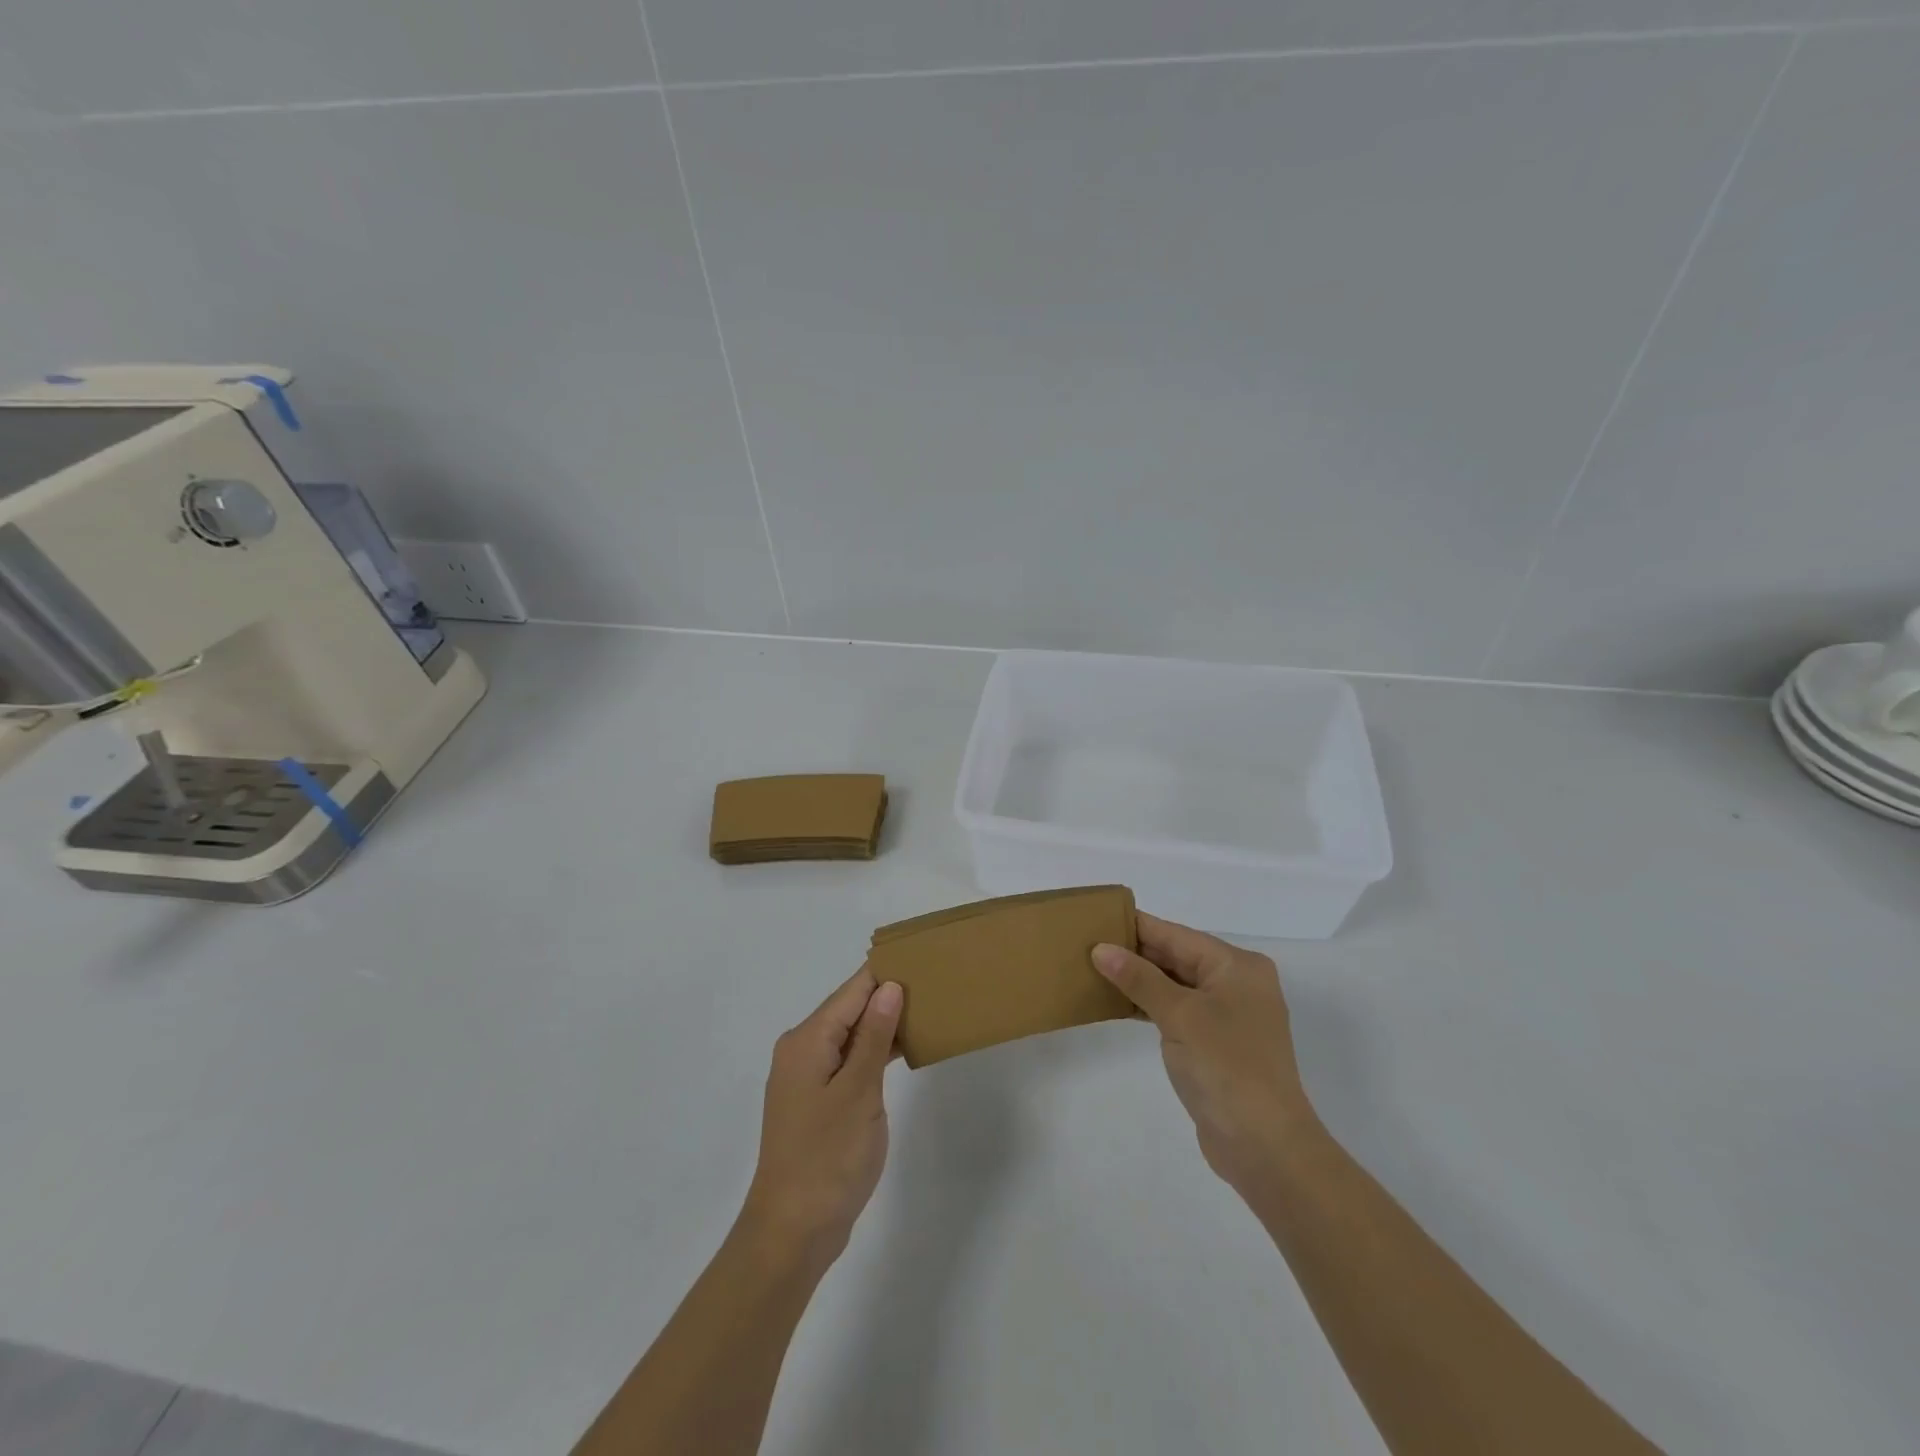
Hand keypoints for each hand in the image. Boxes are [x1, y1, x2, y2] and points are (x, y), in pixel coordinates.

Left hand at [739, 968, 902, 1276]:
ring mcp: (809, 1077)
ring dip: (884, 1025)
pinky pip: (849, 1061)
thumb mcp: (858, 1092)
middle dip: (888, 995)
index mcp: (807, 1040)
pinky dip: (874, 1053)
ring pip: (851, 1035)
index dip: (886, 973)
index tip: (922, 958)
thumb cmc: (827, 1157)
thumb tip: (889, 986)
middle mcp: (802, 1050)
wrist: (793, 1231)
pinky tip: (903, 1050)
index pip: (852, 991)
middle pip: (850, 1008)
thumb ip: (873, 1036)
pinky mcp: (818, 1101)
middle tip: (935, 984)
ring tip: (928, 1009)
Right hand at [1093, 914, 1317, 1199]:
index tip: (1095, 917)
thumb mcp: (1179, 1015)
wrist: (1265, 1147)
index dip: (1135, 927)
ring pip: (1175, 984)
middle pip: (1177, 956)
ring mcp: (1229, 1015)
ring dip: (1139, 980)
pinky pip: (1178, 1010)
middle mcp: (1237, 983)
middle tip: (1086, 944)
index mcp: (1236, 966)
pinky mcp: (1218, 1043)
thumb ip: (1139, 978)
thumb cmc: (1225, 1067)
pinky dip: (1151, 1005)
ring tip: (1093, 969)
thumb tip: (1101, 949)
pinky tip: (1118, 1003)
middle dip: (1134, 953)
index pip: (1176, 935)